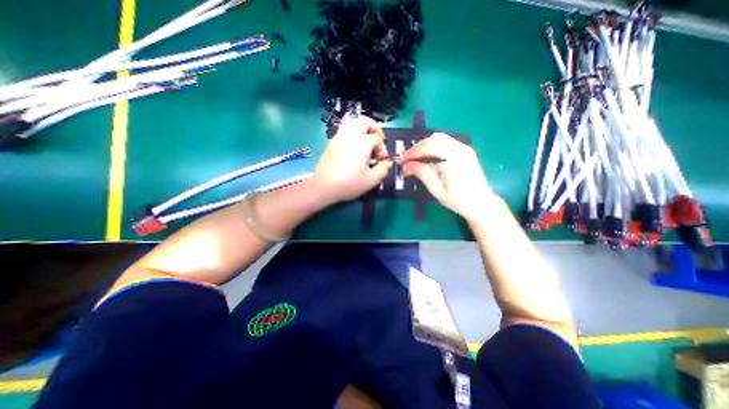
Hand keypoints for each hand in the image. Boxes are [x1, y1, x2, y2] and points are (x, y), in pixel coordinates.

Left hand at [311, 115, 395, 205]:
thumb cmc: (348, 184)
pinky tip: (355, 145)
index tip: (381, 161)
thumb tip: (388, 162)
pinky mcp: (332, 142)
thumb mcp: (371, 180)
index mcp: (361, 143)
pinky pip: (345, 129)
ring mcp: (339, 137)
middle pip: (365, 121)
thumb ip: (383, 169)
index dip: (382, 149)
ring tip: (367, 139)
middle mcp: (350, 135)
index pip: (376, 139)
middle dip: (375, 128)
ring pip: (353, 122)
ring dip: (363, 127)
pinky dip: (353, 131)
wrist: (323, 187)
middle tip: (378, 140)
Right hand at [401, 133, 492, 223]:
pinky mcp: (465, 150)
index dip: (411, 153)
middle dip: (417, 148)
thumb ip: (422, 174)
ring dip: (424, 146)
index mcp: (453, 159)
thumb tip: (406, 165)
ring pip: (439, 138)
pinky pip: (446, 142)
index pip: (428, 148)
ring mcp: (464, 148)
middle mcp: (460, 149)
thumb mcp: (437, 190)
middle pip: (433, 139)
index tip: (400, 162)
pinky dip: (433, 146)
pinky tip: (427, 157)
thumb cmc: (458, 201)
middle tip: (406, 160)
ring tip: (415, 158)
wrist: (482, 204)